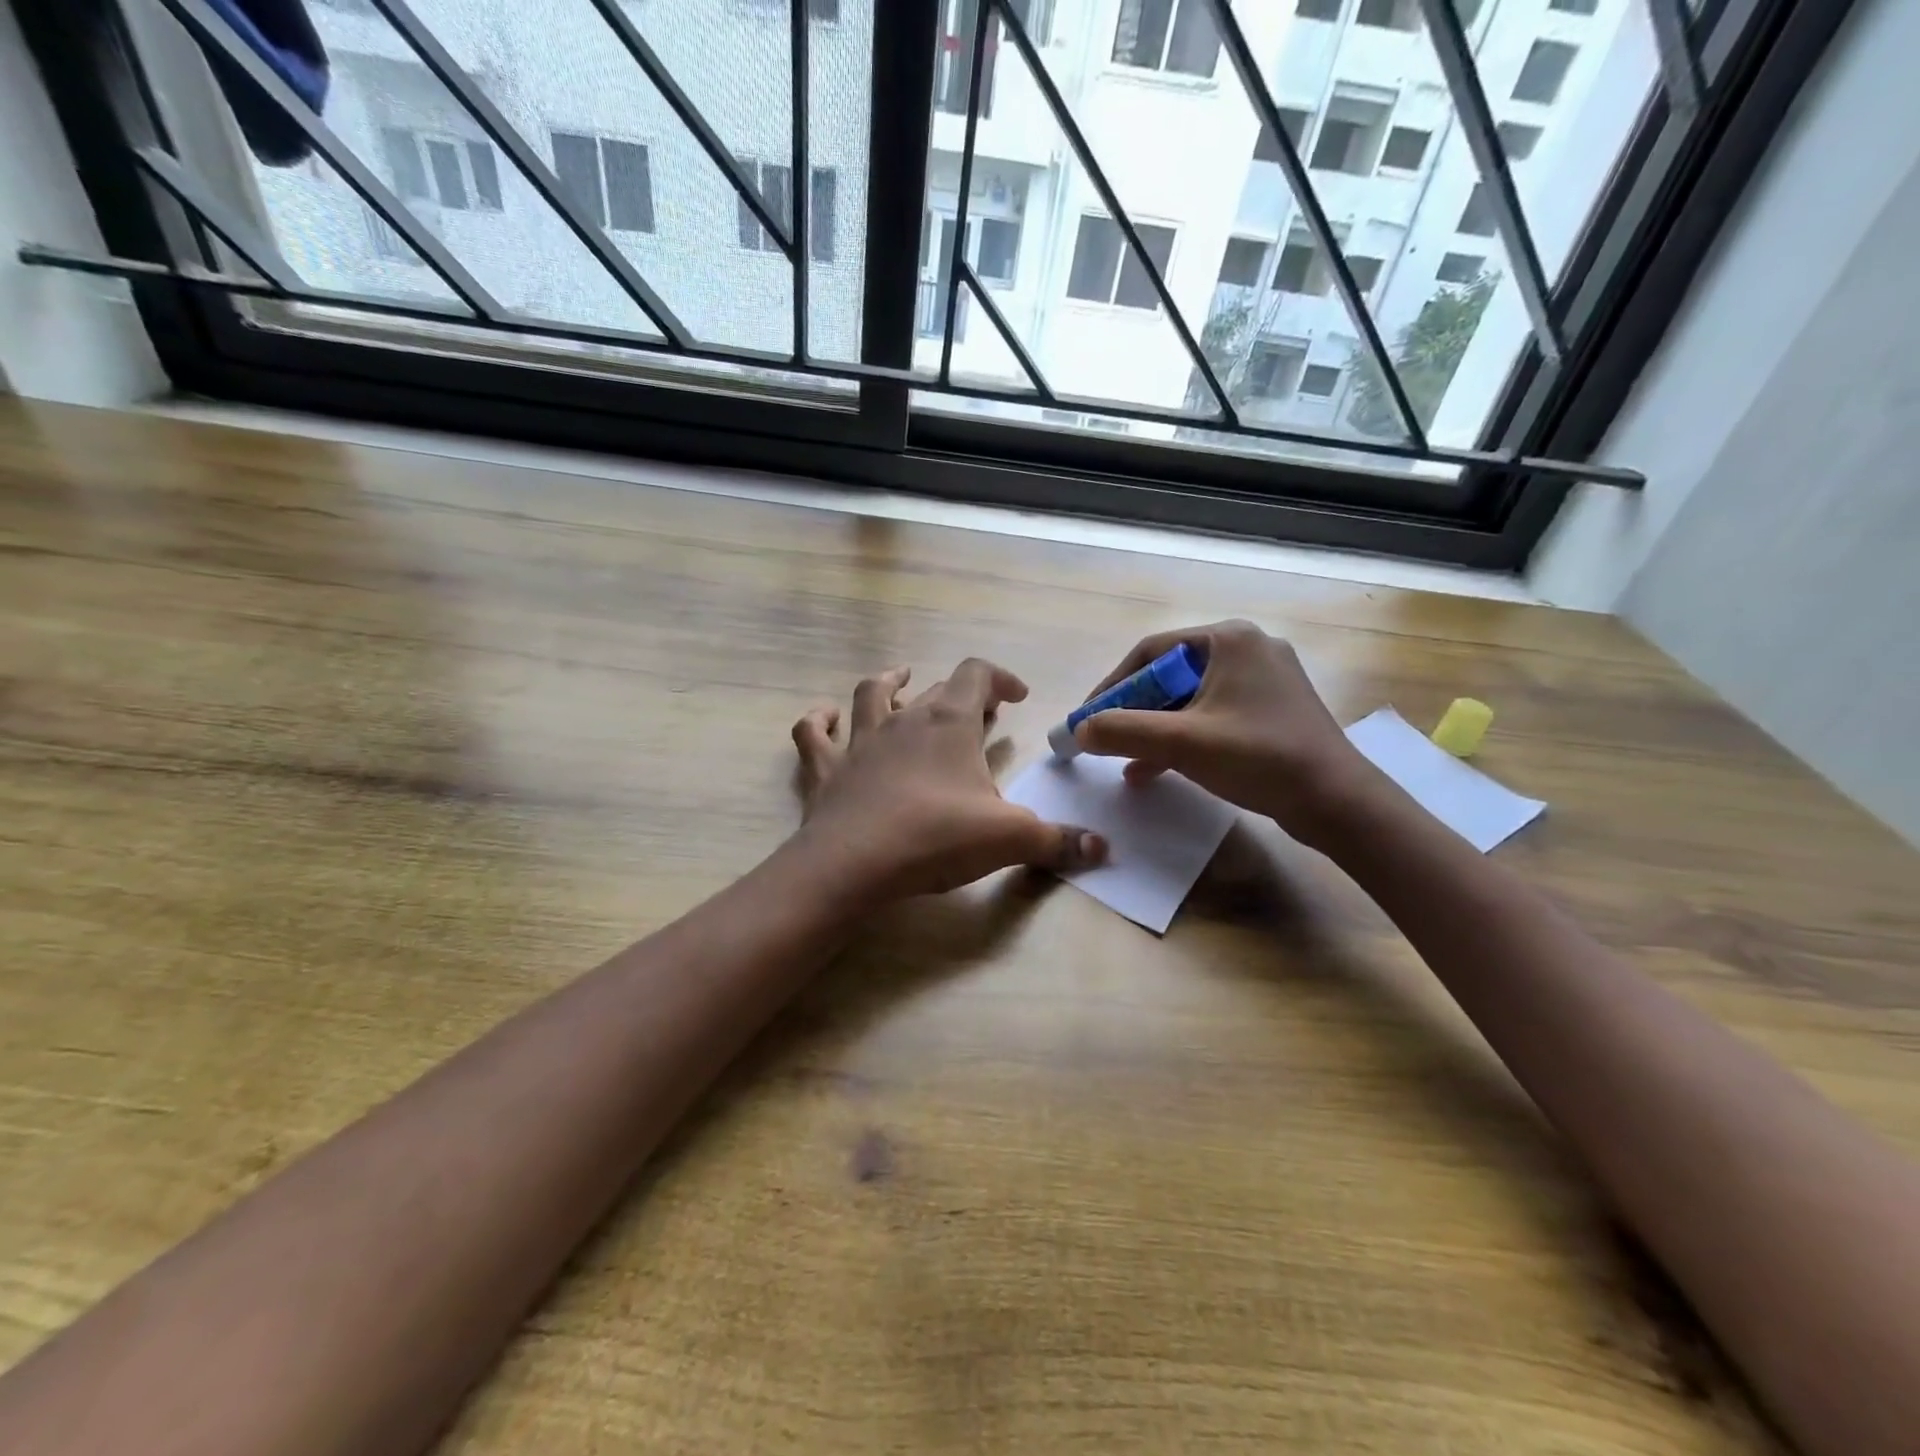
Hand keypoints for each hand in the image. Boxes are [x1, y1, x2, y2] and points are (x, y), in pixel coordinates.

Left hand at [791, 659, 1105, 903]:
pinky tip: (825, 717)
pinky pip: (814, 733)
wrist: (853, 864)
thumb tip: (1103, 849)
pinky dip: (819, 721)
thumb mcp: (1009, 839)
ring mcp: (860, 741)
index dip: (1000, 678)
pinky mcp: (827, 769)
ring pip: (872, 694)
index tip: (1017, 698)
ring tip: (903, 681)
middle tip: (979, 715)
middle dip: (961, 696)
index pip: (977, 675)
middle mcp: (904, 719)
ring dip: (889, 684)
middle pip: (935, 689)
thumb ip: (1058, 842)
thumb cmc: (936, 838)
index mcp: (949, 723)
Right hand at [1073, 620, 1378, 845]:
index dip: (1112, 686)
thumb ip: (1124, 731)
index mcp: (1229, 639)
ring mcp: (1263, 680)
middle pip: (1170, 674)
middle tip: (1106, 737)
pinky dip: (1182, 737)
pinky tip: (1153, 768)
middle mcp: (1247, 649)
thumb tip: (1080, 729)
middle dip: (1133, 710)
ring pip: (1189, 698)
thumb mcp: (1182, 743)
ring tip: (1124, 758)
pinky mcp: (1270, 710)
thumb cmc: (1259, 758)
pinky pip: (1212, 715)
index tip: (1089, 718)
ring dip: (1154, 728)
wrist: (1337, 801)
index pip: (1150, 652)